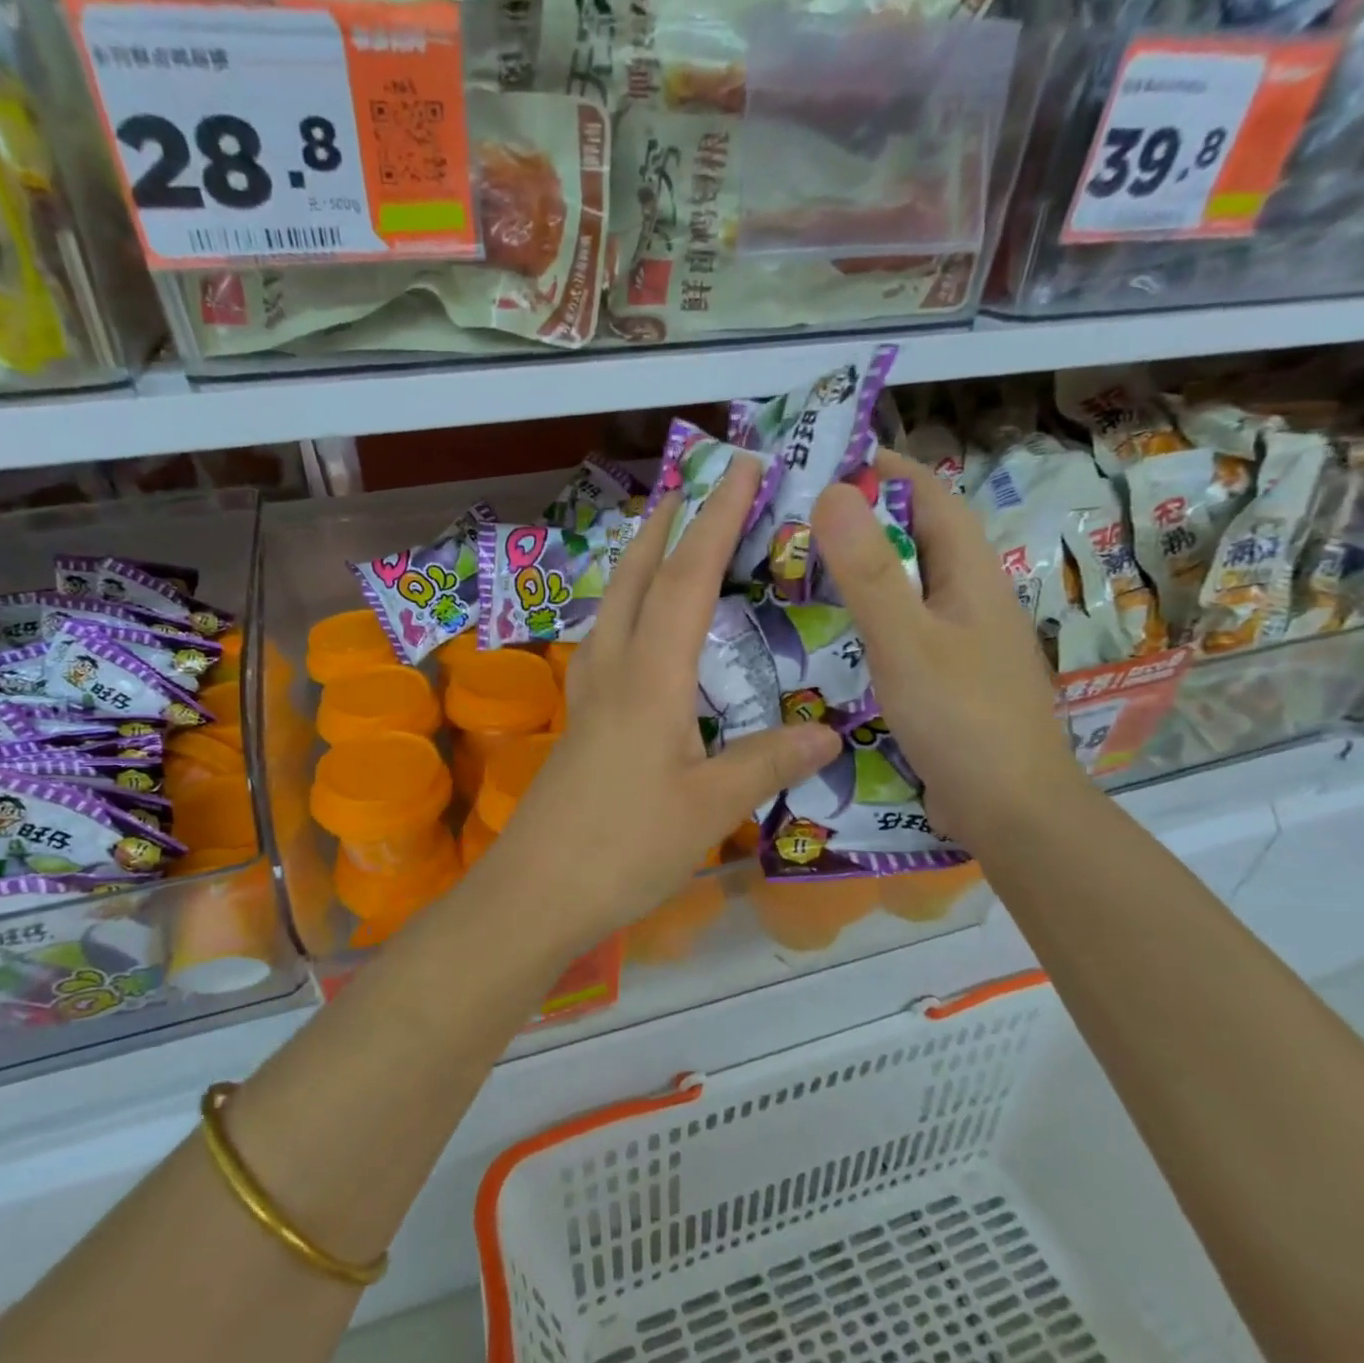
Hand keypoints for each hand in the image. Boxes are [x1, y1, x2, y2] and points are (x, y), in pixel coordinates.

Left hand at [491, 455, 839, 943]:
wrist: (537, 893)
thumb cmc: (624, 846)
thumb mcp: (708, 806)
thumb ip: (766, 763)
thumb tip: (826, 733)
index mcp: (650, 677)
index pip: (689, 579)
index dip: (717, 519)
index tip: (742, 469)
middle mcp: (613, 672)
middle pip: (637, 579)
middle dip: (665, 527)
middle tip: (690, 487)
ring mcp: (588, 698)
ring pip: (612, 609)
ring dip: (640, 566)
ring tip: (664, 545)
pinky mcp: (579, 726)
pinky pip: (605, 647)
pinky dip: (627, 616)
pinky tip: (638, 636)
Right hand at [810, 449, 1086, 848]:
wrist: (1010, 810)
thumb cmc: (960, 718)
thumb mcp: (905, 640)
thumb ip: (868, 571)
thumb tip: (834, 491)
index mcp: (972, 578)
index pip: (933, 500)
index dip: (890, 471)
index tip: (834, 458)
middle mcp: (972, 602)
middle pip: (920, 542)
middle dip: (867, 521)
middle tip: (800, 520)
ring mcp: (962, 645)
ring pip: (910, 590)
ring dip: (865, 572)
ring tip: (805, 570)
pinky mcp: (948, 683)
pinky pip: (904, 633)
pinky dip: (868, 621)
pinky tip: (833, 638)